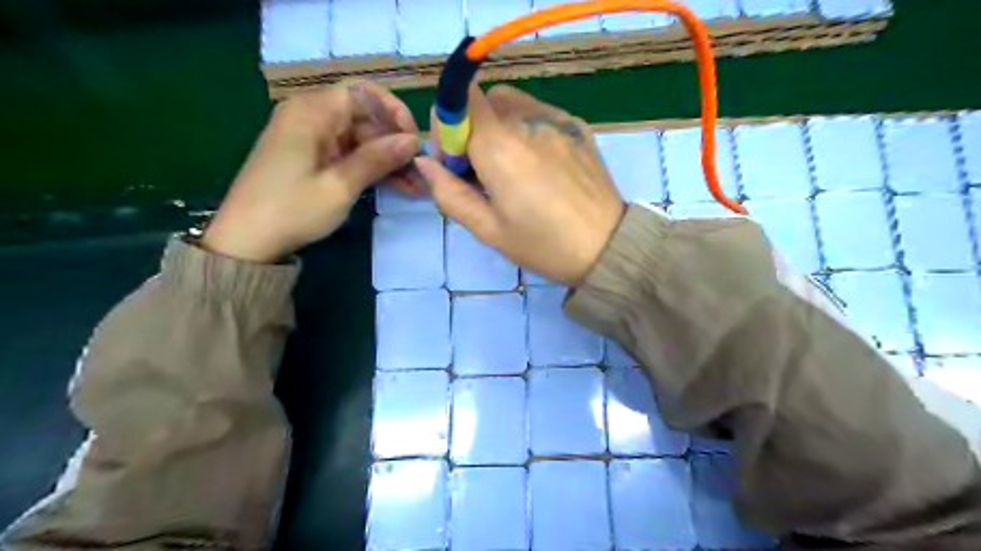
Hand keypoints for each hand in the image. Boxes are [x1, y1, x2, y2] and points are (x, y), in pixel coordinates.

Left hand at [204, 79, 418, 261]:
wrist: (247, 241)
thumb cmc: (292, 210)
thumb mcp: (340, 186)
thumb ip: (378, 159)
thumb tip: (413, 140)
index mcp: (312, 112)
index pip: (363, 92)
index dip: (393, 111)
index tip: (413, 140)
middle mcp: (311, 116)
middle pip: (364, 117)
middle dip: (395, 143)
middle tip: (421, 172)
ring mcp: (312, 138)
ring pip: (361, 139)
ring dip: (388, 160)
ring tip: (416, 185)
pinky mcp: (313, 158)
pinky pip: (350, 154)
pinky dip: (372, 168)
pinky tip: (398, 187)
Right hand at [410, 85, 622, 288]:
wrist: (607, 247)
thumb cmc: (543, 245)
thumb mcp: (488, 229)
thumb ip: (449, 193)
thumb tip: (425, 163)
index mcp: (499, 146)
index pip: (459, 100)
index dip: (448, 125)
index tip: (456, 161)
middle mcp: (527, 121)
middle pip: (484, 101)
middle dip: (473, 129)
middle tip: (483, 171)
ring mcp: (557, 119)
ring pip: (512, 102)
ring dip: (499, 125)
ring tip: (512, 166)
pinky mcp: (577, 125)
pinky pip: (540, 112)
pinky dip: (527, 127)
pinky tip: (540, 163)